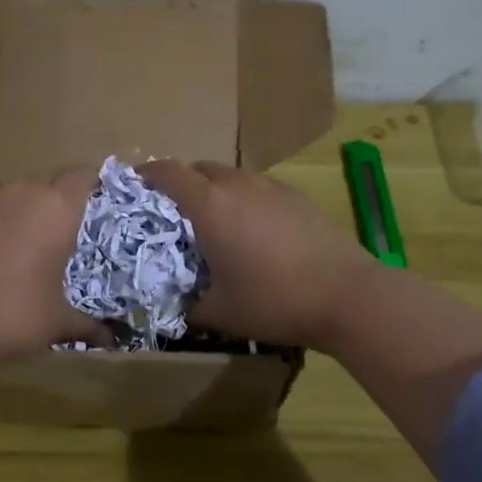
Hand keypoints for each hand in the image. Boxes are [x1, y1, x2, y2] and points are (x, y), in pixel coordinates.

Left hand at [0, 168, 108, 379]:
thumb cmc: (13, 316)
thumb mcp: (57, 322)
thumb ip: (88, 324)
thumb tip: (111, 339)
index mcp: (55, 210)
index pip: (83, 175)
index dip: (94, 181)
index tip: (99, 195)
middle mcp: (20, 193)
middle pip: (48, 178)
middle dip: (58, 194)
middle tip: (65, 223)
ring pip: (11, 190)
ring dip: (22, 206)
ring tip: (23, 236)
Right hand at [139, 160, 374, 349]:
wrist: (348, 295)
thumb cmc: (275, 301)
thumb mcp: (220, 312)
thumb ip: (189, 304)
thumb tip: (176, 305)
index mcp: (210, 205)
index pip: (167, 172)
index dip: (145, 175)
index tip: (133, 187)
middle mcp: (237, 185)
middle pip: (198, 168)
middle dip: (180, 184)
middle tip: (174, 215)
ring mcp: (271, 186)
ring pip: (230, 176)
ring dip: (214, 191)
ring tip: (215, 223)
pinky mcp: (296, 195)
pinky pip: (256, 187)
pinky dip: (243, 199)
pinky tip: (253, 231)